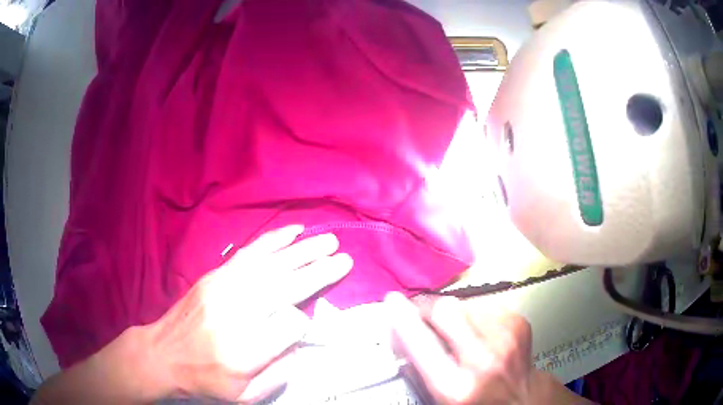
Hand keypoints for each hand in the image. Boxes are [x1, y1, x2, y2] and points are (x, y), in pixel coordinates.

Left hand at [143, 225, 352, 402]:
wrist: (162, 355)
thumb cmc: (205, 380)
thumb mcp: (245, 396)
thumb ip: (279, 374)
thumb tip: (300, 344)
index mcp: (244, 351)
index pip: (289, 325)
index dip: (304, 322)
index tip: (306, 323)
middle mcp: (235, 314)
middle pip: (284, 286)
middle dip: (317, 271)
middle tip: (344, 258)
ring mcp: (222, 289)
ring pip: (269, 264)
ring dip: (301, 250)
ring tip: (327, 241)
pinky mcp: (214, 276)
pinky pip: (249, 253)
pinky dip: (273, 241)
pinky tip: (292, 232)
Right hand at [385, 293, 533, 404]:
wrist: (522, 399)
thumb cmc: (476, 400)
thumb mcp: (442, 393)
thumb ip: (420, 365)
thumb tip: (400, 330)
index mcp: (455, 387)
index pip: (420, 343)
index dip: (402, 318)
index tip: (392, 301)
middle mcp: (482, 361)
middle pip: (446, 310)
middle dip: (429, 308)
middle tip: (423, 313)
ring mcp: (506, 339)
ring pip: (465, 302)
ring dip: (455, 312)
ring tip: (459, 331)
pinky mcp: (518, 323)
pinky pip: (485, 303)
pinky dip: (475, 312)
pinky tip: (480, 330)